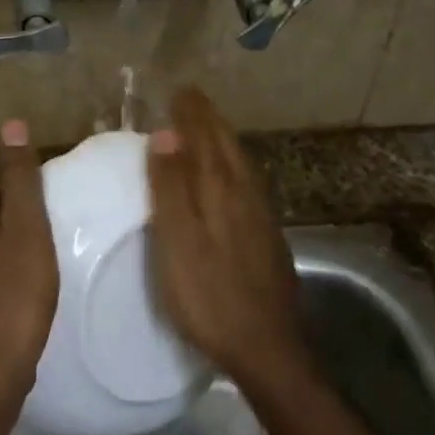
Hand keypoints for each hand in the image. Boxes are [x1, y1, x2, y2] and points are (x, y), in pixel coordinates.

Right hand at [147, 87, 299, 381]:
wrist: (265, 345)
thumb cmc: (207, 295)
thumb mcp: (177, 241)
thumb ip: (170, 188)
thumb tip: (166, 134)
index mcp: (220, 191)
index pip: (204, 139)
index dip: (192, 114)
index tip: (180, 89)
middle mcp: (245, 195)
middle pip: (227, 147)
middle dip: (210, 120)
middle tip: (193, 99)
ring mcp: (262, 217)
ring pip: (241, 165)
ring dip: (224, 141)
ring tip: (210, 128)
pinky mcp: (269, 238)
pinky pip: (248, 185)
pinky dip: (235, 167)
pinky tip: (233, 178)